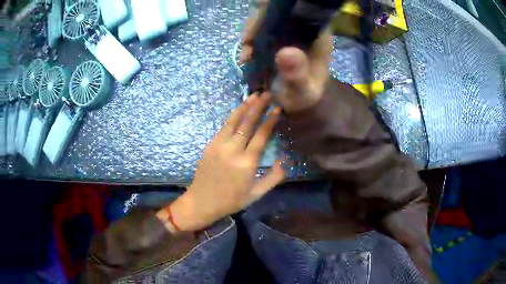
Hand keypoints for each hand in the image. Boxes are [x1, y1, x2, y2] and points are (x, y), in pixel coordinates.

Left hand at [158, 93, 284, 231]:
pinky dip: (233, 116)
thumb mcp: (256, 194)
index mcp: (247, 163)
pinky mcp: (210, 145)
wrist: (202, 202)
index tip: (278, 108)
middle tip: (268, 94)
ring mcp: (219, 145)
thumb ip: (274, 177)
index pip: (261, 135)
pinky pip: (224, 127)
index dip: (270, 120)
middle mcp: (233, 150)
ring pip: (234, 121)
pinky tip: (239, 110)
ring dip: (245, 106)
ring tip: (254, 95)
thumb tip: (284, 160)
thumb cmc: (231, 200)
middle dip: (259, 106)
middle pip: (248, 123)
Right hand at [239, 0, 333, 112]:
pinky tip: (245, 56)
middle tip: (248, 41)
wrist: (296, 101)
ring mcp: (290, 31)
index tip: (264, 21)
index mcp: (317, 36)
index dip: (282, 8)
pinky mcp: (278, 36)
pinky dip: (249, 39)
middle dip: (261, 20)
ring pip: (268, 17)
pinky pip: (260, 29)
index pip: (303, 10)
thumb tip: (285, 52)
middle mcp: (304, 28)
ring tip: (245, 54)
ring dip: (252, 31)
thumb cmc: (304, 96)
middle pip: (281, 9)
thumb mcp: (302, 91)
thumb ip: (297, 74)